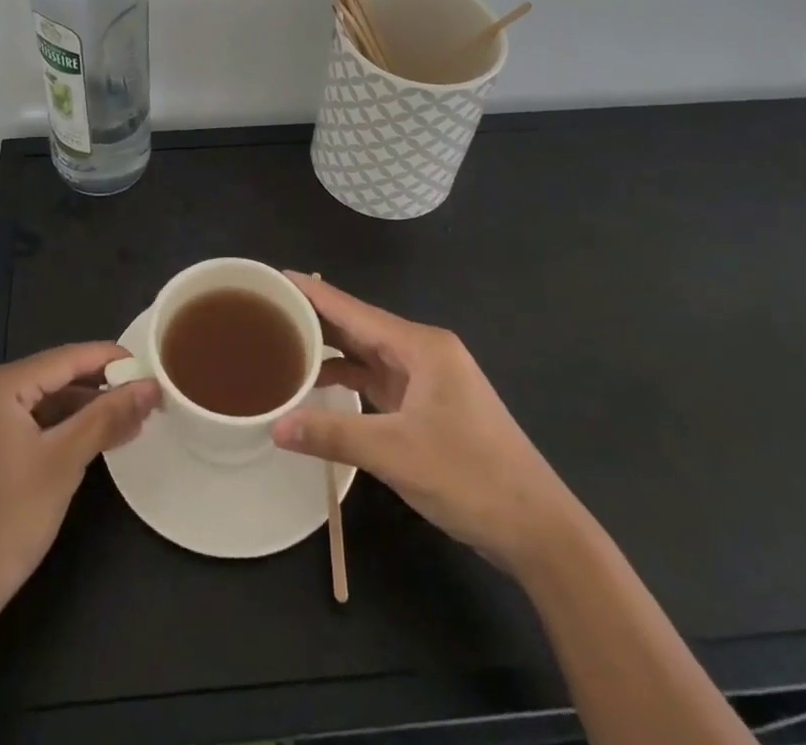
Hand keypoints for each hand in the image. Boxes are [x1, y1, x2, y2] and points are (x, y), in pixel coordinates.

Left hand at [0, 343, 157, 631]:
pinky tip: (88, 439)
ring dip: (79, 411)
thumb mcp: (64, 463)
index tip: (149, 365)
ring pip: (38, 401)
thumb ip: (107, 416)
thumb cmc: (6, 522)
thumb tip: (150, 385)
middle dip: (98, 389)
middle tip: (143, 399)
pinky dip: (55, 428)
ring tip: (126, 422)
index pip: (64, 358)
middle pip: (50, 377)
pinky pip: (22, 421)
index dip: (109, 359)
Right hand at [272, 273, 577, 572]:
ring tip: (282, 343)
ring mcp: (427, 379)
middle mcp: (423, 352)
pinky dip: (348, 378)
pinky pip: (378, 379)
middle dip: (315, 319)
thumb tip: (275, 425)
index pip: (353, 310)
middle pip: (358, 327)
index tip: (274, 277)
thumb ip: (332, 434)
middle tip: (266, 311)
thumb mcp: (395, 454)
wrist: (538, 529)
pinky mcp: (427, 406)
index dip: (313, 293)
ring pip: (367, 354)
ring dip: (330, 350)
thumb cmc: (470, 477)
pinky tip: (318, 383)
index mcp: (420, 346)